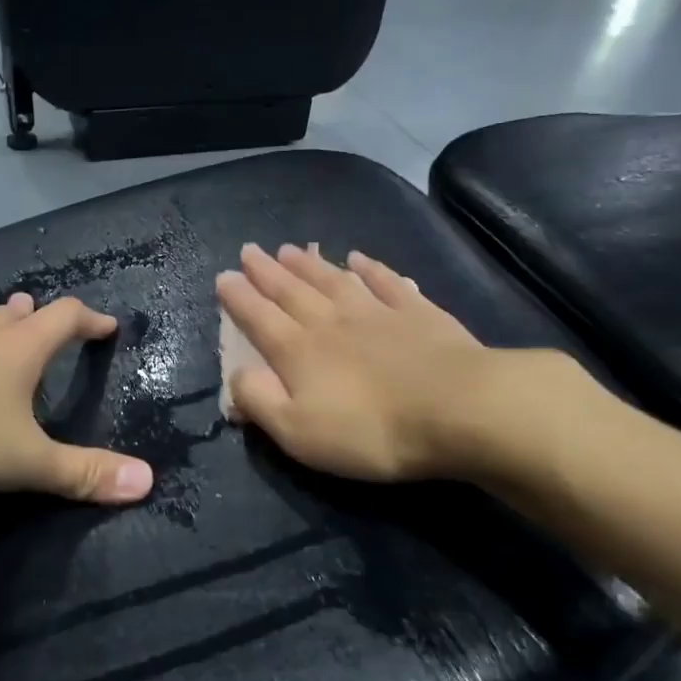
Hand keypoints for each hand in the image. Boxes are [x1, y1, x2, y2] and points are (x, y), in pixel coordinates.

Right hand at [216, 244, 593, 483]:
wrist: (456, 409)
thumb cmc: (370, 430)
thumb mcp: (298, 431)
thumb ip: (260, 401)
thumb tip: (237, 374)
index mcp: (299, 352)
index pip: (259, 318)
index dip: (239, 298)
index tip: (224, 277)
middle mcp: (331, 322)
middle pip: (292, 291)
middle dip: (267, 272)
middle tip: (250, 250)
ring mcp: (377, 312)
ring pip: (334, 281)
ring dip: (309, 265)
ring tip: (290, 249)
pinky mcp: (419, 313)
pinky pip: (387, 282)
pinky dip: (371, 268)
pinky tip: (359, 257)